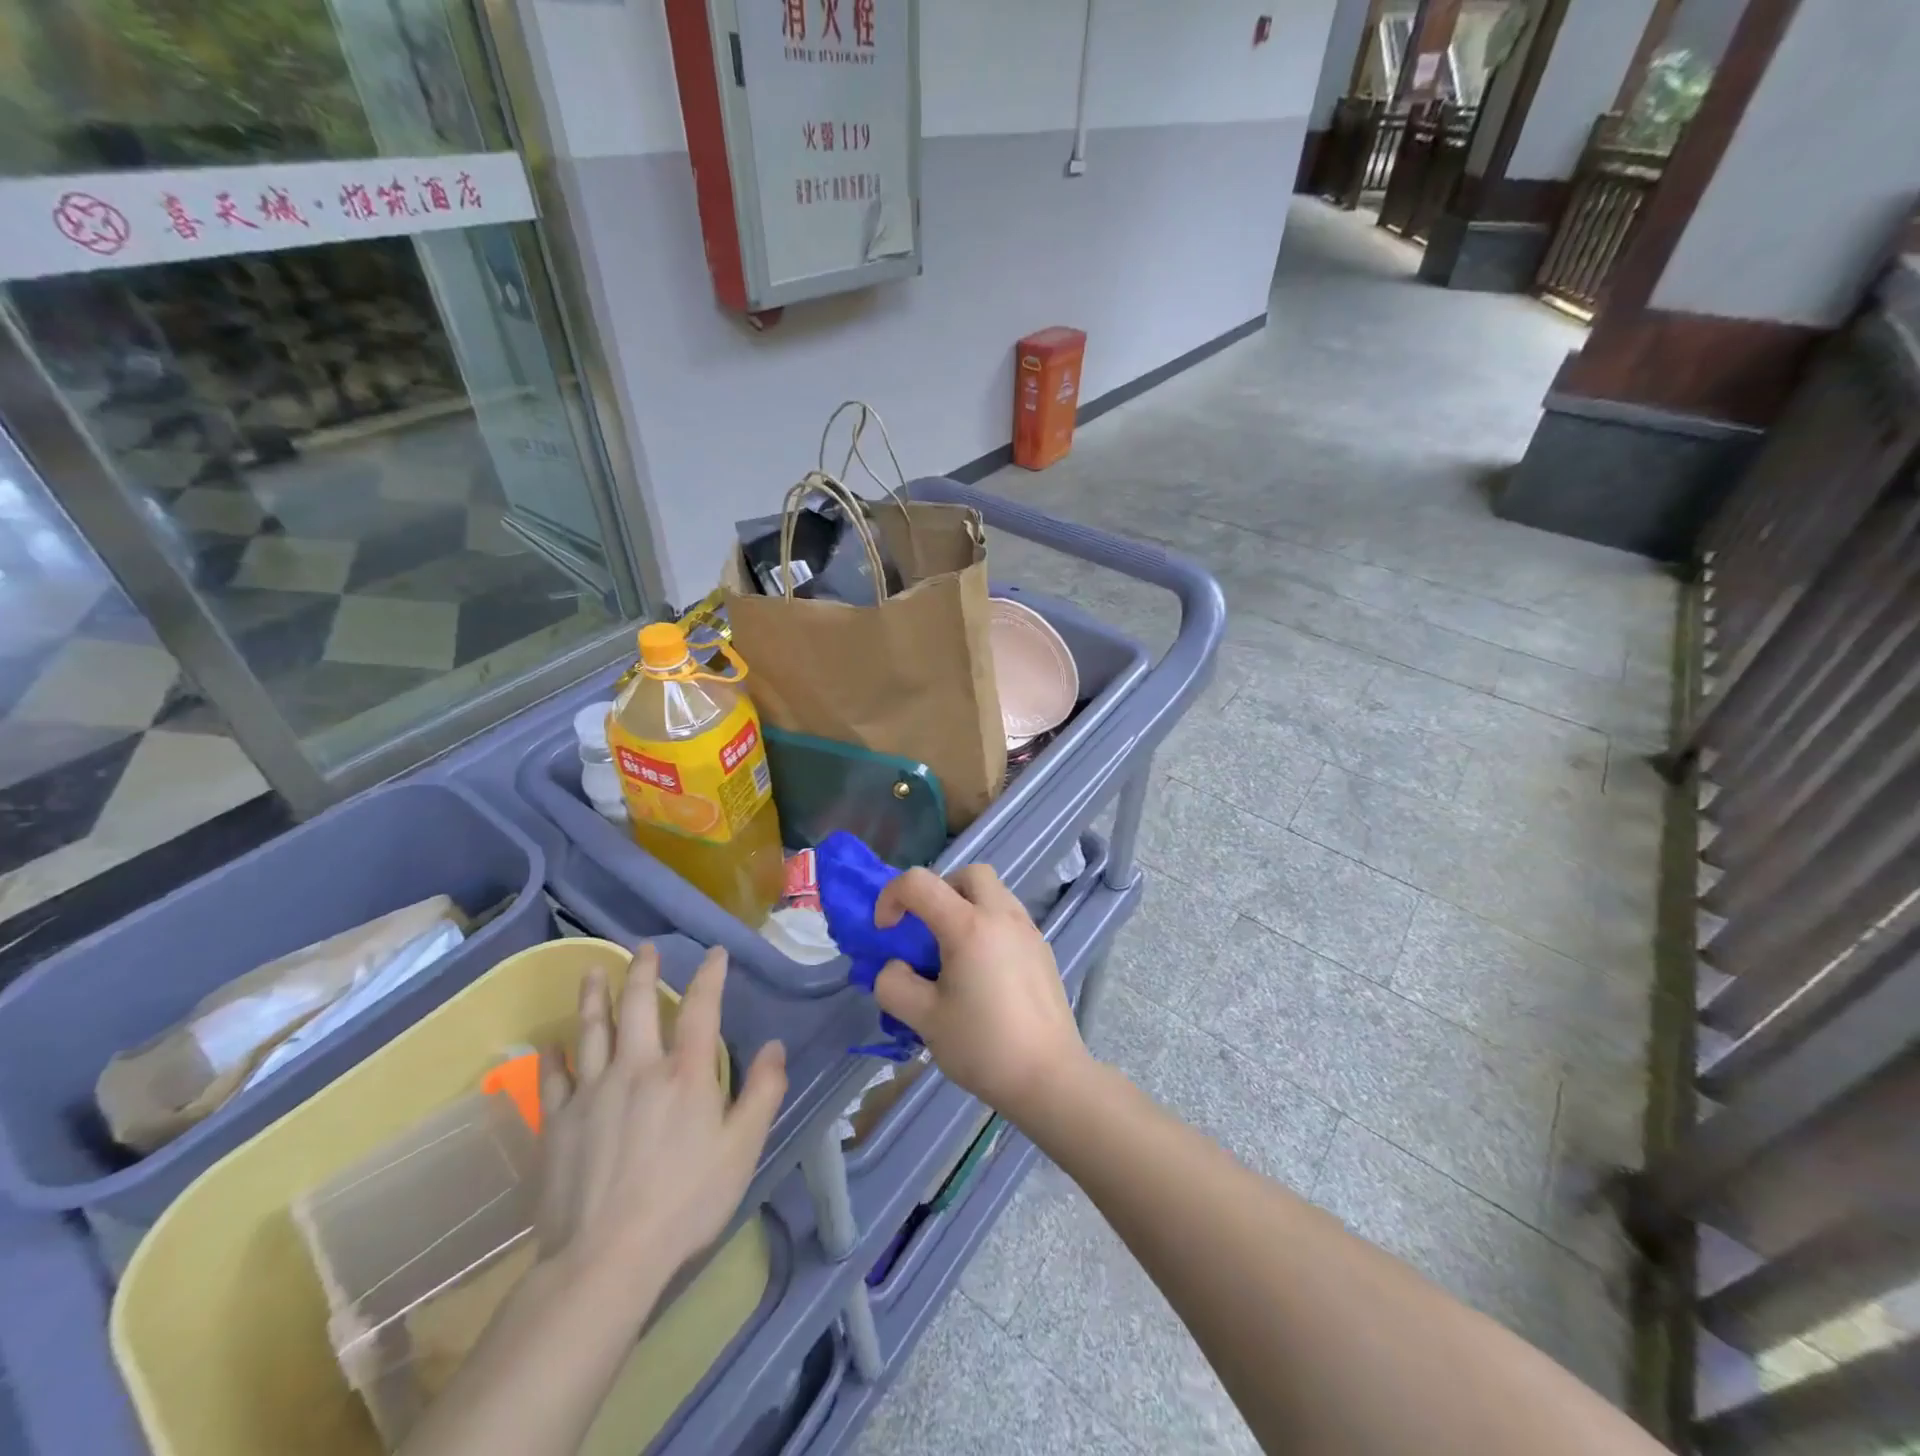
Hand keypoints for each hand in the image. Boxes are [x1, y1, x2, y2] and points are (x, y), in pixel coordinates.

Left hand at [534, 944, 785, 1316]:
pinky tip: (551, 1042)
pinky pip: (553, 1077)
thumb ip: (762, 1092)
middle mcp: (637, 1068)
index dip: (710, 975)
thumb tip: (774, 1046)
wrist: (605, 1259)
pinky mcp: (557, 1123)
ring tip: (594, 971)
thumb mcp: (742, 1149)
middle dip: (644, 971)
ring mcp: (592, 1092)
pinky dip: (553, 1055)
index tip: (715, 952)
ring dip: (595, 996)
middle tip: (644, 948)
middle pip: (639, 1006)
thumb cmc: (685, 1202)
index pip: (701, 1007)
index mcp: (685, 1073)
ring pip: (592, 1030)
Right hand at [871, 866, 1089, 1124]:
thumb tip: (895, 967)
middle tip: (926, 930)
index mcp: (969, 926)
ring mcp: (1028, 931)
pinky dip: (987, 925)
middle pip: (968, 874)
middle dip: (938, 890)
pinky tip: (982, 972)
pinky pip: (1009, 917)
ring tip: (953, 953)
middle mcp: (1002, 916)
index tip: (886, 932)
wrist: (1049, 1077)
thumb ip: (894, 984)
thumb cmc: (983, 1046)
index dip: (891, 897)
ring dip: (965, 906)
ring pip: (993, 892)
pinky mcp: (1042, 950)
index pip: (919, 882)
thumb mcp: (923, 1019)